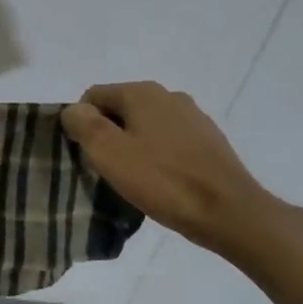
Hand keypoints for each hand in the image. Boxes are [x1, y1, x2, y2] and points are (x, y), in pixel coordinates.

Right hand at [60, 81, 302, 258]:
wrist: (228, 211)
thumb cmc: (162, 180)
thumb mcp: (108, 152)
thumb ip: (83, 124)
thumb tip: (73, 110)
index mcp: (141, 92)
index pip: (93, 96)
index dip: (82, 124)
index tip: (86, 156)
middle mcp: (168, 95)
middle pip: (120, 109)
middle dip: (108, 135)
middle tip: (107, 169)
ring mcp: (192, 117)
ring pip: (145, 126)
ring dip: (133, 147)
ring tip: (134, 179)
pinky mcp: (208, 140)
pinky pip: (168, 141)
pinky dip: (157, 156)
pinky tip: (161, 181)